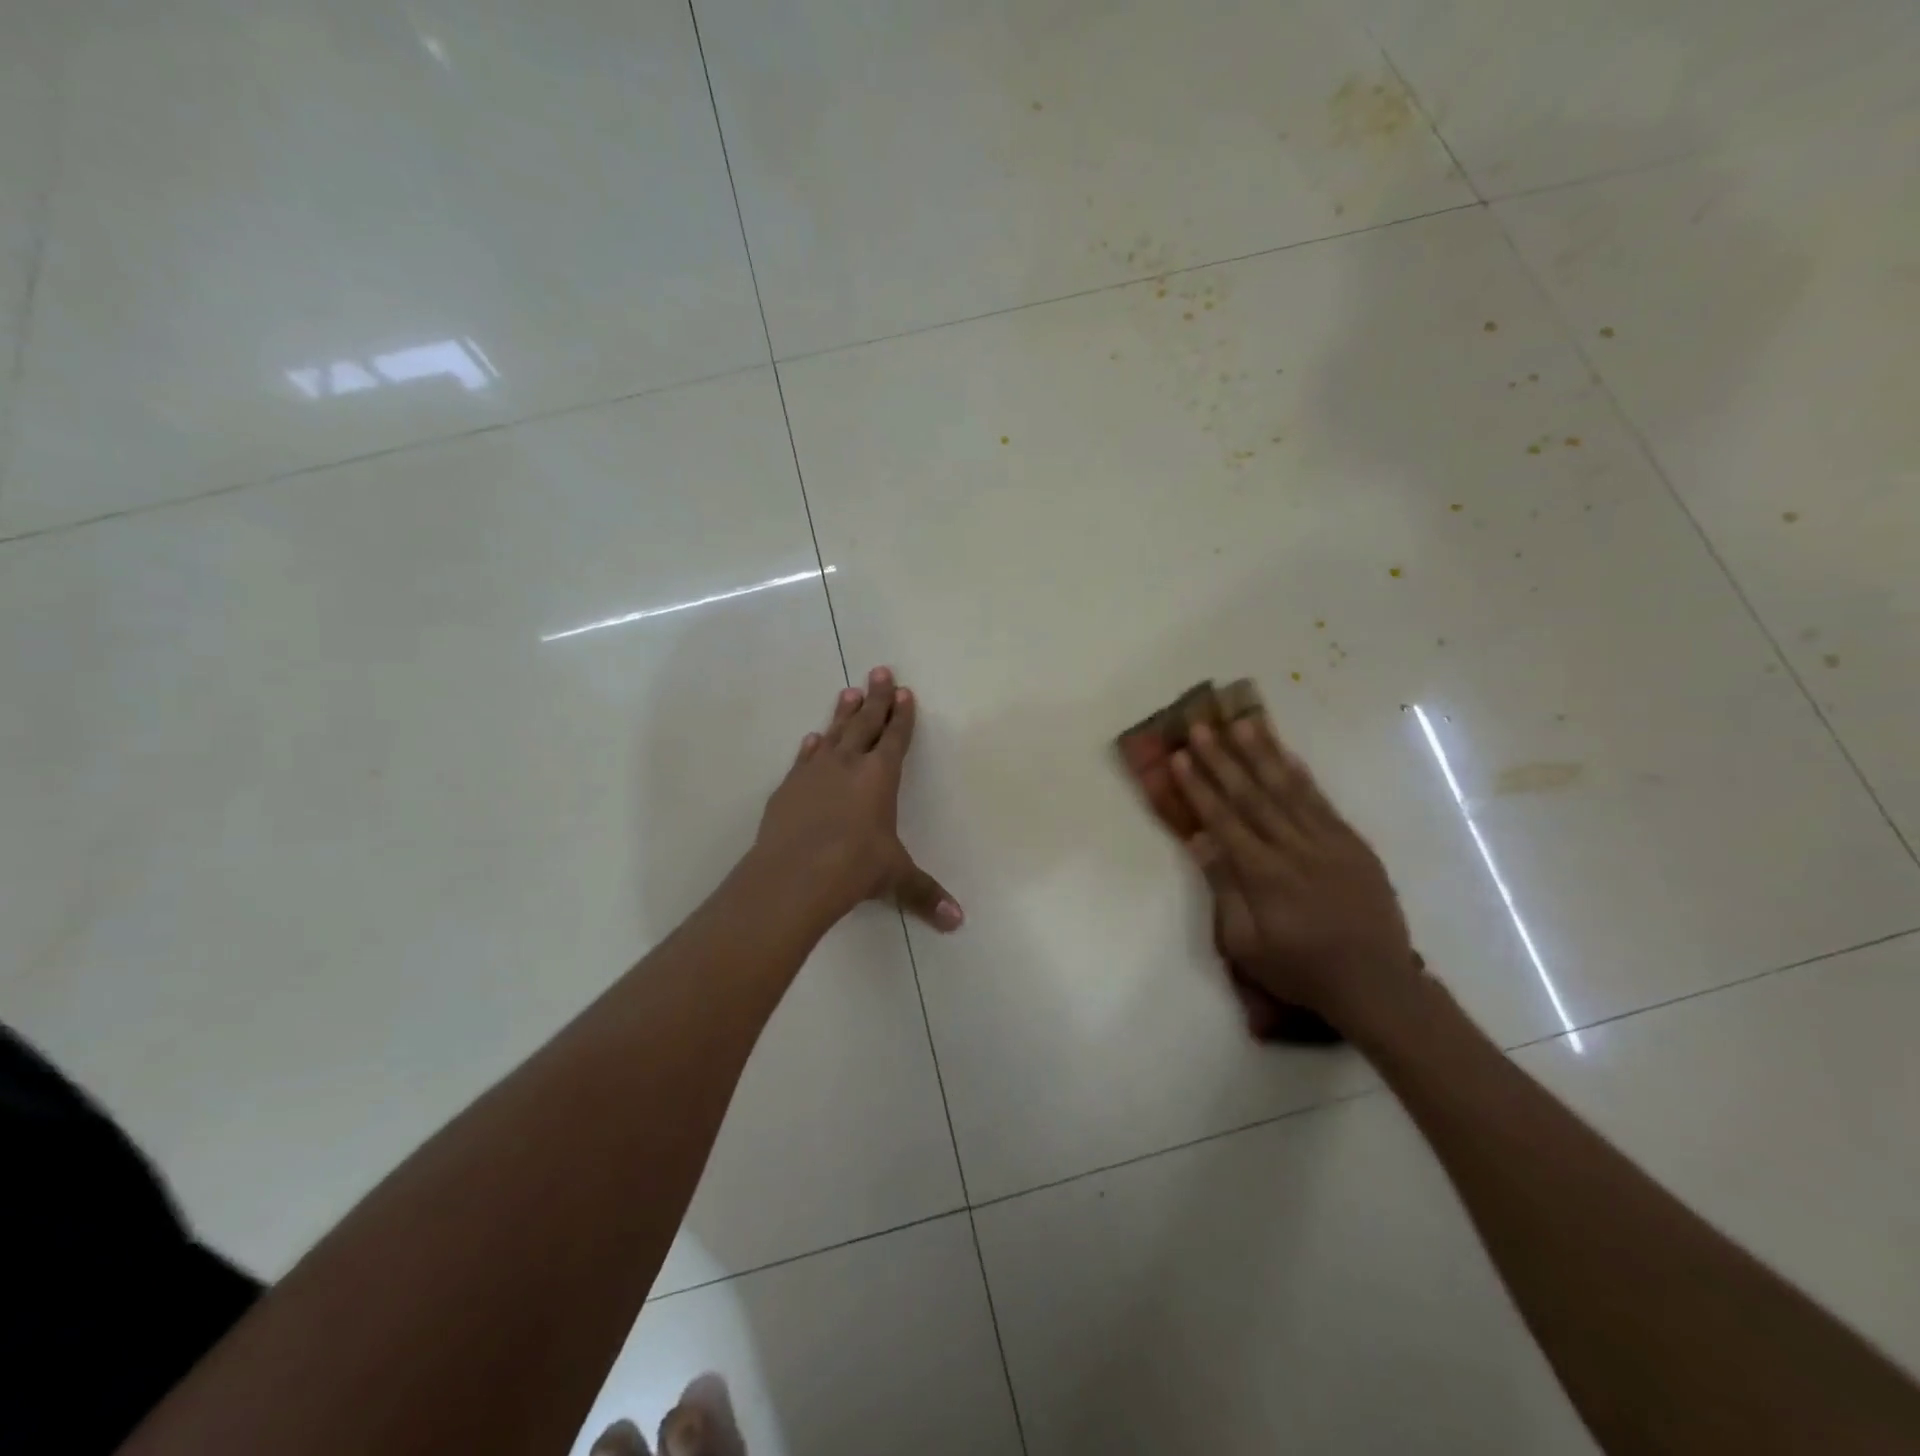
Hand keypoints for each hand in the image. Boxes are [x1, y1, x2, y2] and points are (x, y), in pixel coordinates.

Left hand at [753, 666, 961, 931]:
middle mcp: (848, 765)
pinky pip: (804, 758)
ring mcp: (814, 772)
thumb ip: (925, 894)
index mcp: (880, 777)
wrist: (793, 875)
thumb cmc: (854, 868)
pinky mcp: (788, 787)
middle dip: (875, 697)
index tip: (904, 691)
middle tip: (879, 670)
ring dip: (843, 713)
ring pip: (833, 733)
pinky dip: (811, 747)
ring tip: (847, 691)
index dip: (902, 715)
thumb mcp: (895, 878)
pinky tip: (812, 739)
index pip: (895, 738)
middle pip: (865, 723)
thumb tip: (958, 922)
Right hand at [1172, 714, 1421, 1033]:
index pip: (1224, 820)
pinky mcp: (1353, 844)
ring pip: (1288, 790)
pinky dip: (1302, 776)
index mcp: (1264, 875)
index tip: (1179, 756)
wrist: (1376, 985)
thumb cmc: (1300, 970)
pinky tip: (1287, 755)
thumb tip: (1200, 841)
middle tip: (1201, 727)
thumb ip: (1224, 889)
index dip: (1199, 786)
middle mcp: (1295, 849)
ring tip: (1242, 723)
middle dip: (1223, 759)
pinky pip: (1322, 802)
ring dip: (1262, 754)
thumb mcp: (1246, 945)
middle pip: (1252, 796)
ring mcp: (1328, 843)